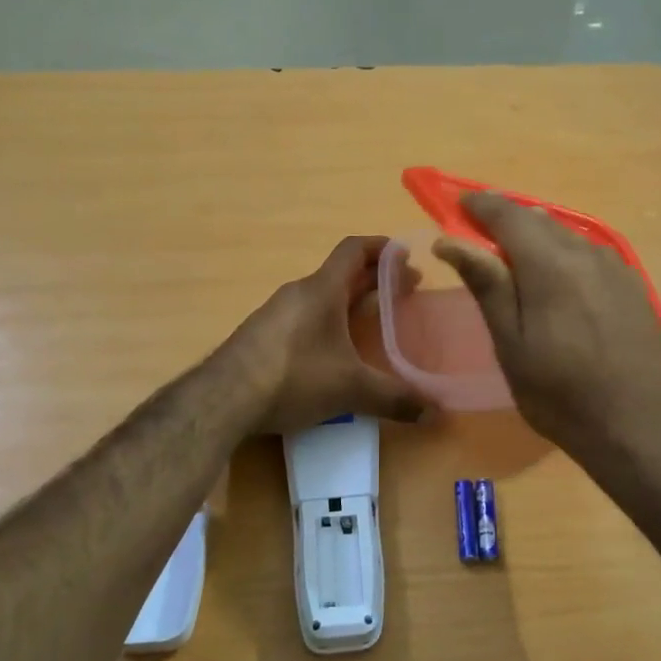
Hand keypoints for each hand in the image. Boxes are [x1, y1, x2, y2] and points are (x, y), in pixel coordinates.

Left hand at [225, 236, 428, 433]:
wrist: (223, 399)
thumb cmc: (294, 377)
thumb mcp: (351, 389)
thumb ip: (395, 398)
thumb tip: (437, 413)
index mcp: (322, 290)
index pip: (354, 250)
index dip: (381, 247)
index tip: (405, 254)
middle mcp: (298, 294)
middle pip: (341, 275)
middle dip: (374, 281)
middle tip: (404, 293)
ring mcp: (276, 315)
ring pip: (321, 298)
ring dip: (349, 303)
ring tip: (372, 322)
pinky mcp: (261, 337)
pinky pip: (303, 318)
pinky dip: (327, 323)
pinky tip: (334, 352)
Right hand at [435, 193, 660, 456]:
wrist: (637, 428)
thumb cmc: (560, 394)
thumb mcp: (511, 344)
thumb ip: (486, 285)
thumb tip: (451, 240)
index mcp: (551, 265)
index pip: (508, 215)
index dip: (480, 205)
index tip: (458, 205)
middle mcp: (587, 253)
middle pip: (539, 220)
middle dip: (506, 221)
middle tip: (480, 236)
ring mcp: (617, 267)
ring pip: (567, 236)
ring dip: (537, 239)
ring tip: (517, 261)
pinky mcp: (634, 286)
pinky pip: (590, 254)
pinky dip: (565, 255)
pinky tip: (559, 283)